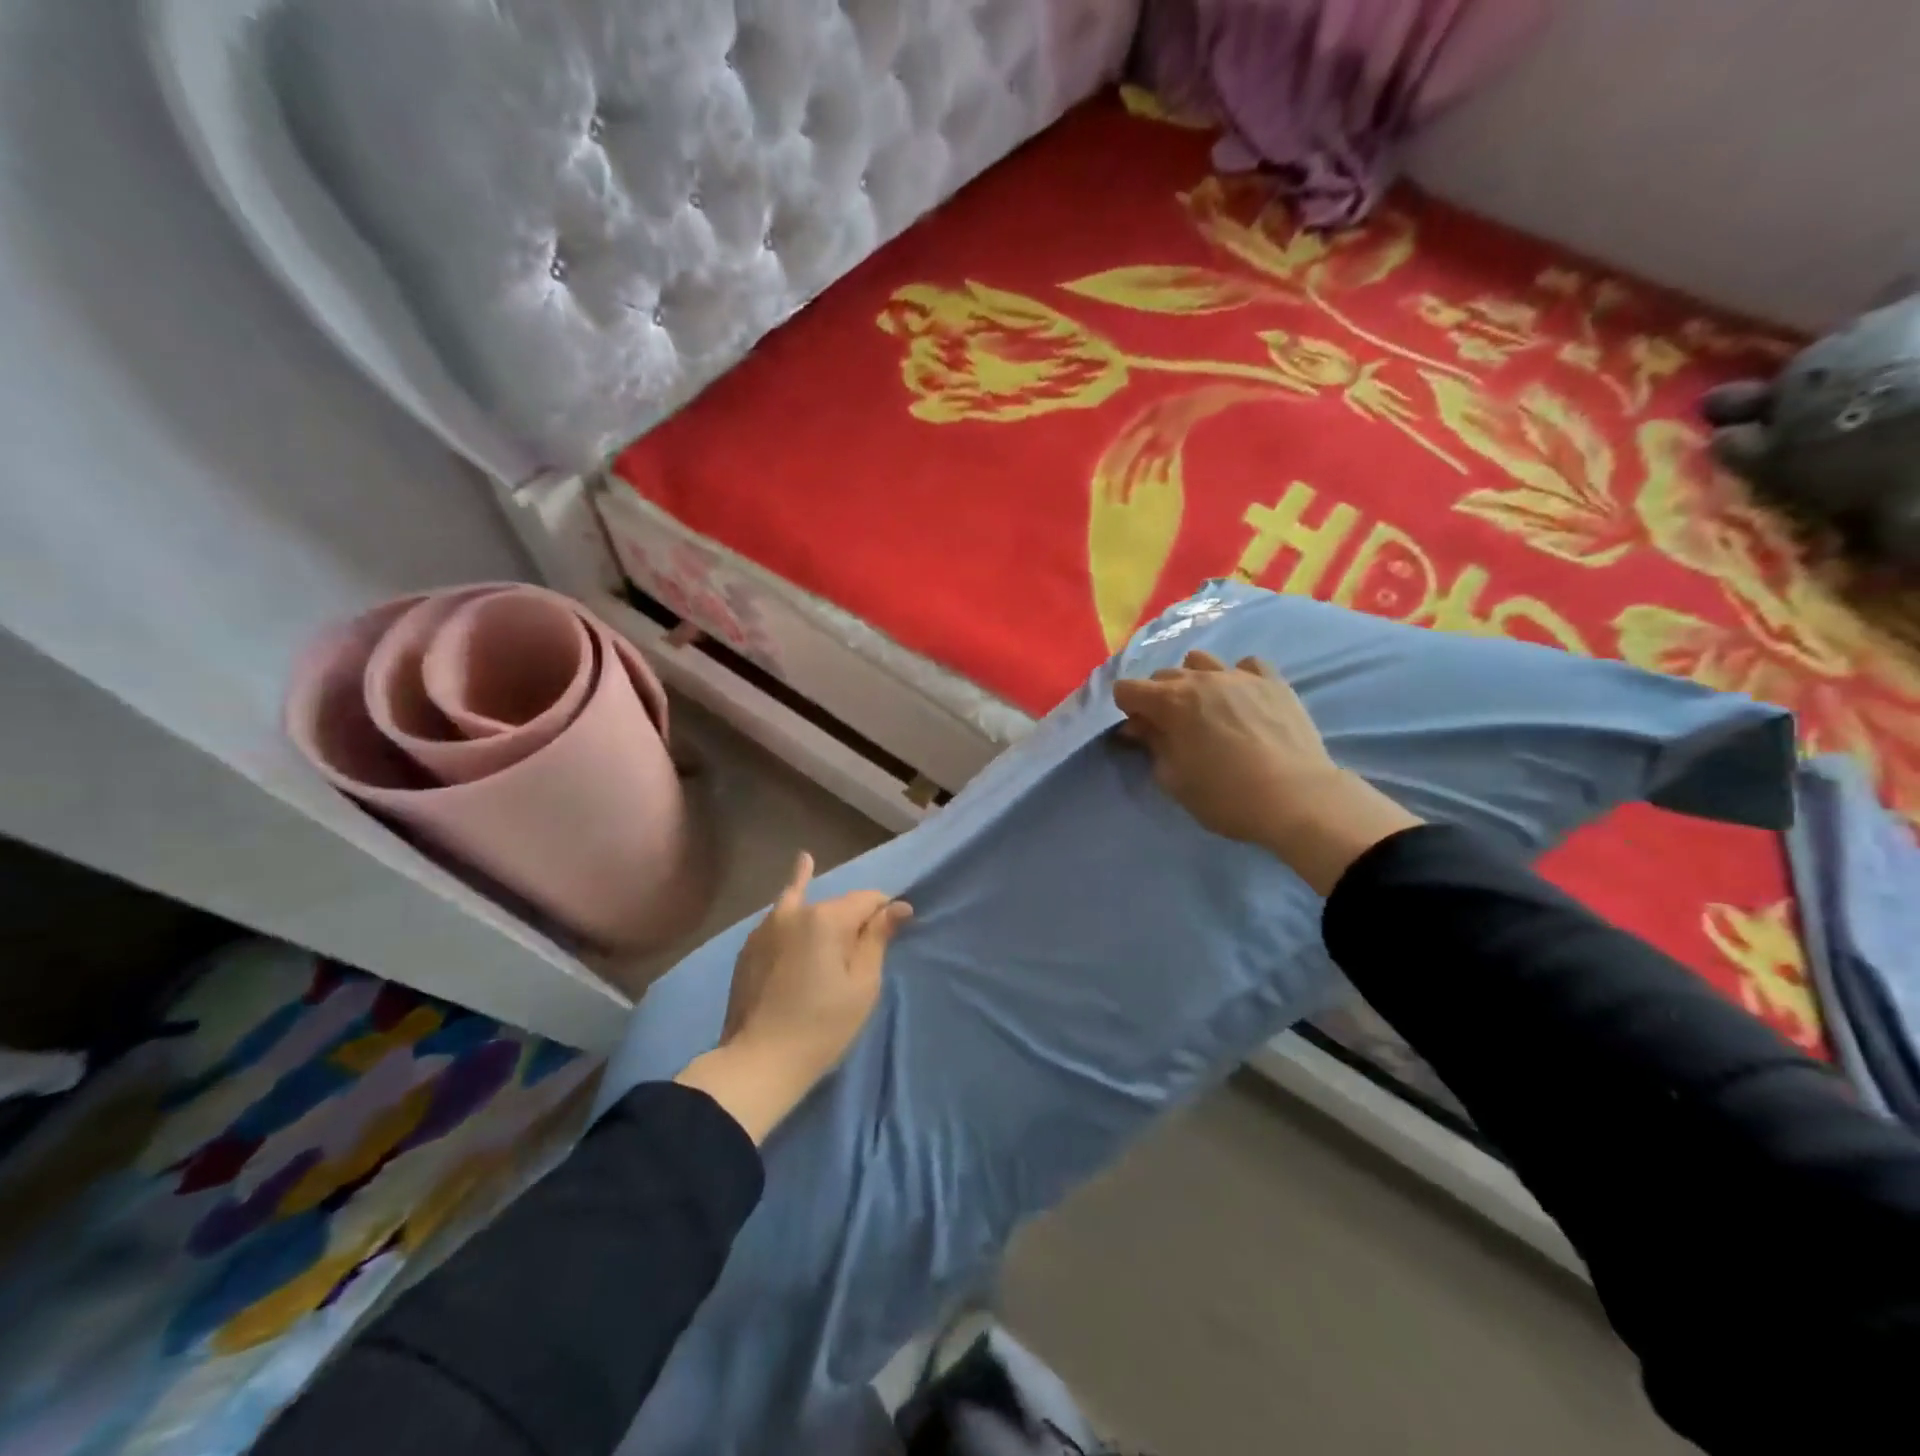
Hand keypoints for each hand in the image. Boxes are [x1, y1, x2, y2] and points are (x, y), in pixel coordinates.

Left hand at [676, 853, 911, 1141]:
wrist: (758, 1062)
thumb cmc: (822, 1026)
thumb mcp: (862, 985)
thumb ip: (877, 939)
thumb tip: (899, 906)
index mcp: (827, 919)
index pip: (868, 899)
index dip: (886, 911)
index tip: (896, 929)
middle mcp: (794, 912)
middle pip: (837, 904)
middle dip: (854, 916)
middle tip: (864, 945)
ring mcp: (766, 927)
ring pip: (803, 904)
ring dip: (819, 903)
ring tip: (810, 864)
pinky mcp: (750, 946)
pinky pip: (778, 917)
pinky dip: (790, 902)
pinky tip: (795, 872)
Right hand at [1113, 650, 1421, 894]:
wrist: (1296, 798)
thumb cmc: (1225, 796)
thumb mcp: (1174, 780)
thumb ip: (1153, 746)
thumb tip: (1141, 727)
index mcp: (1170, 702)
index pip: (1127, 688)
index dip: (1128, 710)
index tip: (1141, 733)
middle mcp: (1201, 679)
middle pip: (1163, 675)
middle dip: (1158, 697)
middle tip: (1172, 728)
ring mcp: (1239, 675)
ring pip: (1201, 661)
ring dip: (1194, 680)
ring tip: (1207, 708)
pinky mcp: (1273, 681)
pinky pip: (1246, 665)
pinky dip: (1237, 677)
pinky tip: (1243, 699)